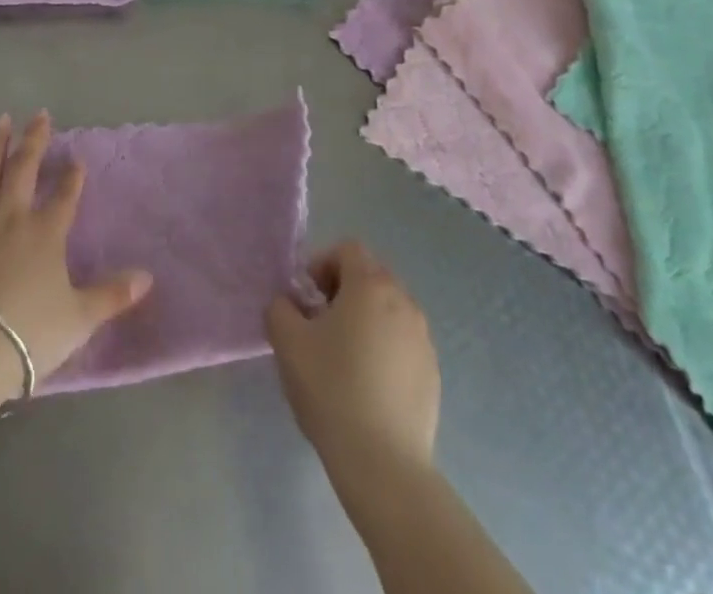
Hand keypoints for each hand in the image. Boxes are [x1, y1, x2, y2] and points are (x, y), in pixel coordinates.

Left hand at [0, 111, 153, 393]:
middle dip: (35, 140)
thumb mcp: (80, 318)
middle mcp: (12, 216)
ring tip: (1, 120)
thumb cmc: (30, 333)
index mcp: (46, 232)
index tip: (77, 158)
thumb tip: (148, 278)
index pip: (65, 195)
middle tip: (40, 114)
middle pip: (25, 169)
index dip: (73, 176)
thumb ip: (113, 295)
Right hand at [265, 241, 440, 476]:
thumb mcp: (287, 342)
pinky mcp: (433, 372)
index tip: (307, 297)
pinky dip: (385, 348)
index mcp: (370, 285)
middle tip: (321, 323)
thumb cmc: (332, 389)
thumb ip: (280, 308)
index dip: (323, 263)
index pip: (348, 250)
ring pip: (389, 310)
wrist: (383, 462)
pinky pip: (404, 342)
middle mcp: (403, 301)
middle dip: (344, 290)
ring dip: (366, 319)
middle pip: (371, 276)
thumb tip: (289, 304)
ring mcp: (423, 338)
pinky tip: (368, 385)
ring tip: (344, 356)